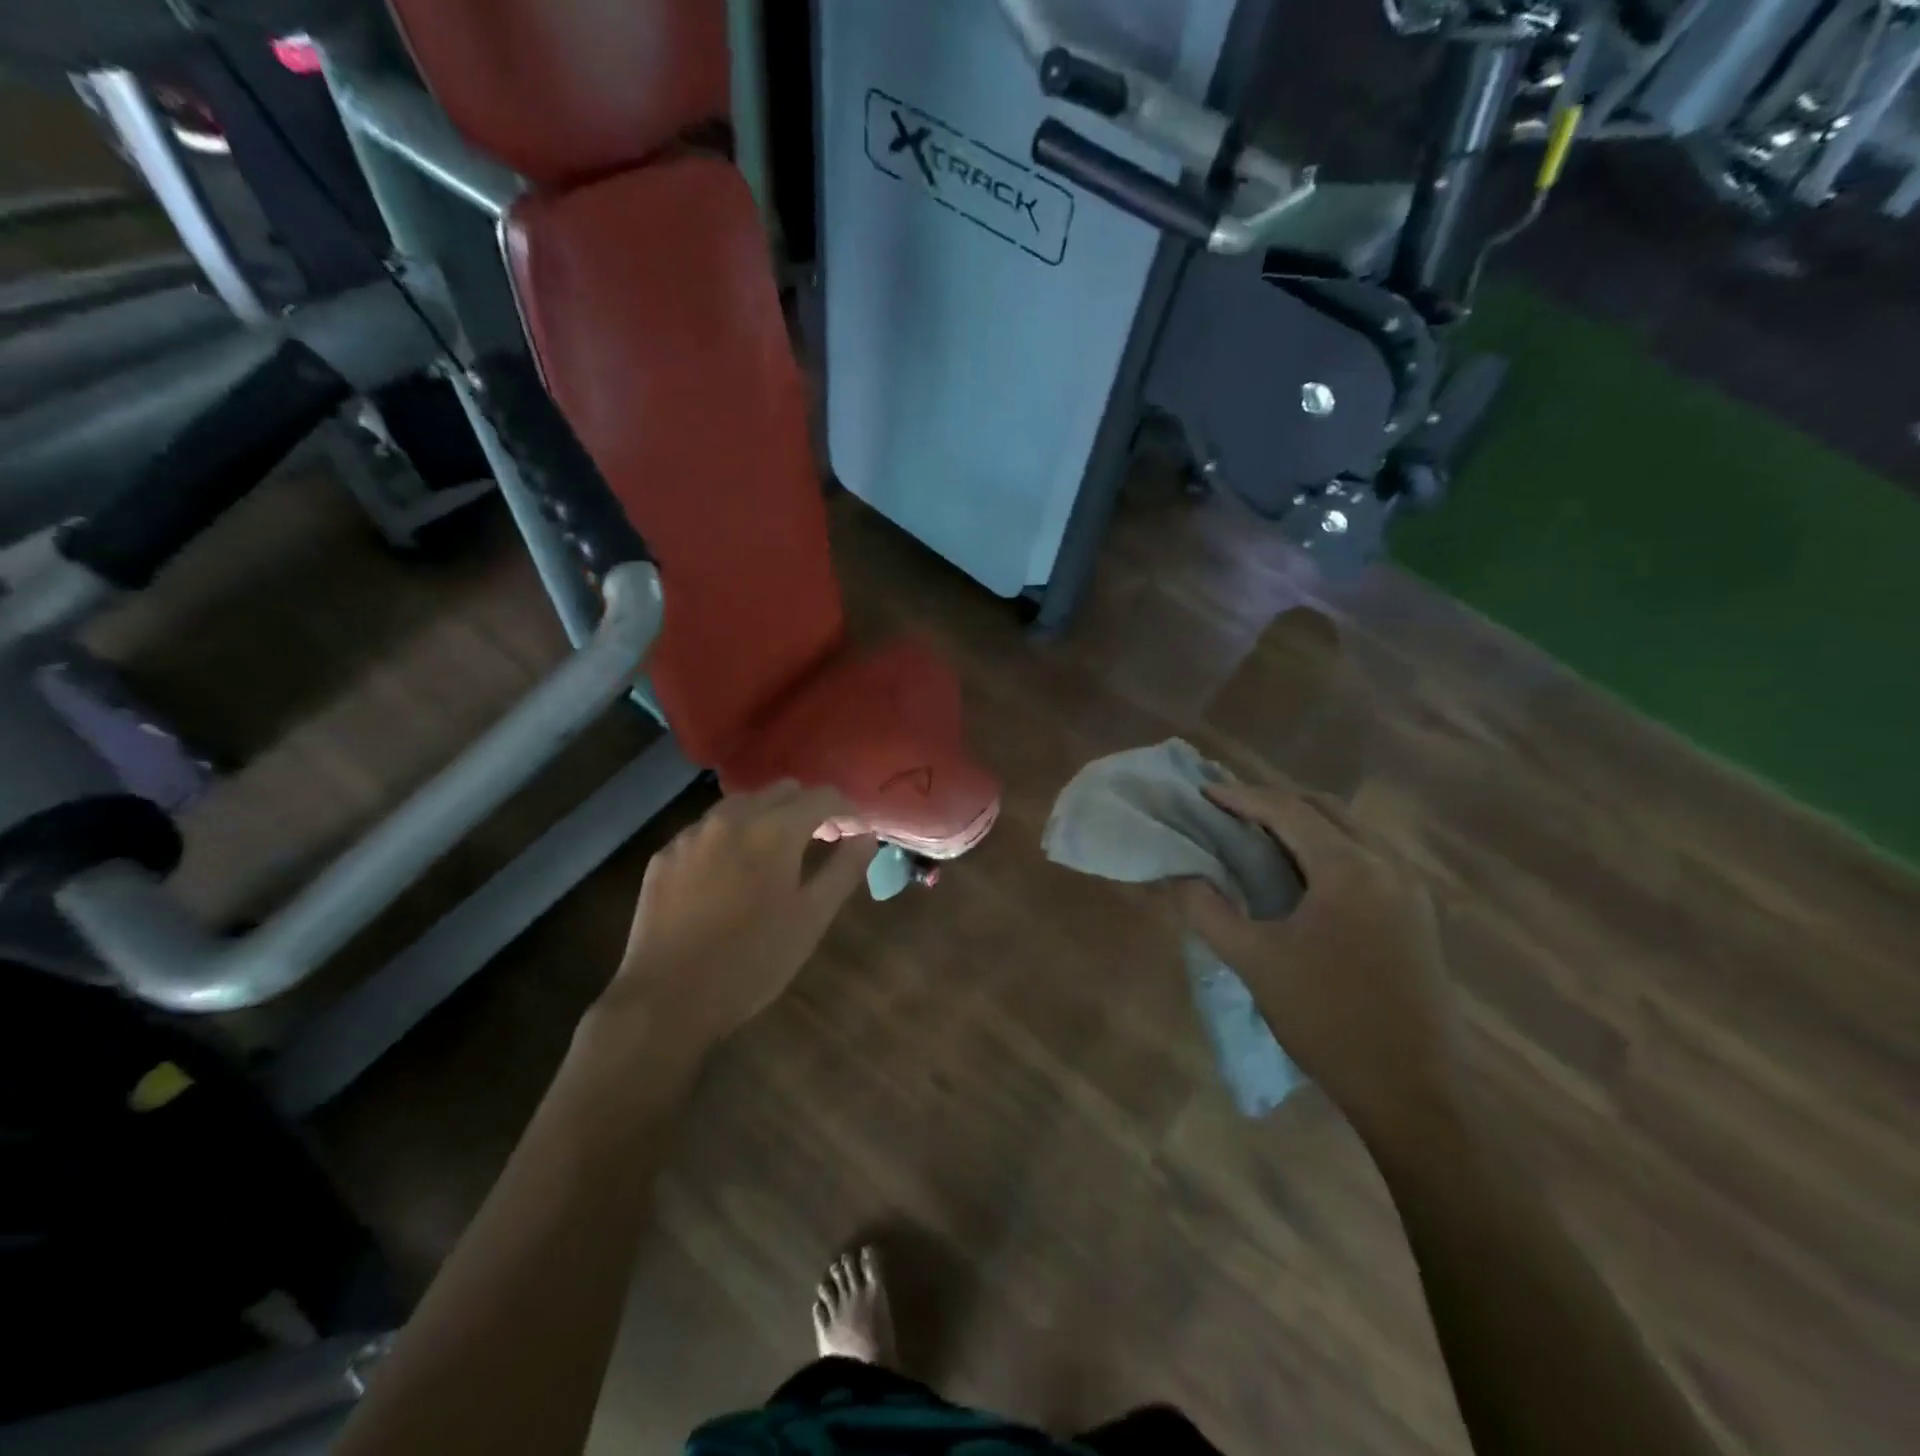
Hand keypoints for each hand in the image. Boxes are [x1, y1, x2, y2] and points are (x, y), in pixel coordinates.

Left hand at [594, 782, 878, 1050]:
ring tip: (777, 855)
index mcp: (774, 829)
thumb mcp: (811, 918)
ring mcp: (692, 833)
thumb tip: (866, 836)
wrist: (666, 999)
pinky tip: (731, 874)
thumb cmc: (752, 960)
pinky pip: (708, 828)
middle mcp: (732, 817)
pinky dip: (731, 837)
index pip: (823, 796)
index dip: (847, 811)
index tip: (856, 834)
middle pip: (782, 791)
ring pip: (742, 804)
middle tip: (821, 842)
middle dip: (808, 809)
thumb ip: (844, 869)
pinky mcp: (665, 854)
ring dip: (769, 817)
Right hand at [1177, 781, 1460, 1141]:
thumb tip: (1182, 876)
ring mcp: (1410, 888)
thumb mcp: (1255, 962)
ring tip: (1259, 836)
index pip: (1289, 811)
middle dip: (1274, 802)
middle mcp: (1387, 864)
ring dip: (1304, 823)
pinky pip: (1367, 855)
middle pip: (1324, 809)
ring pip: (1351, 830)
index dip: (1242, 797)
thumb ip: (1209, 911)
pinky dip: (1328, 847)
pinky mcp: (1418, 913)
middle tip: (1230, 811)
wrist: (1411, 1090)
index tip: (1205, 793)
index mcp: (1349, 869)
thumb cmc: (1326, 1019)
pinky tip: (1303, 873)